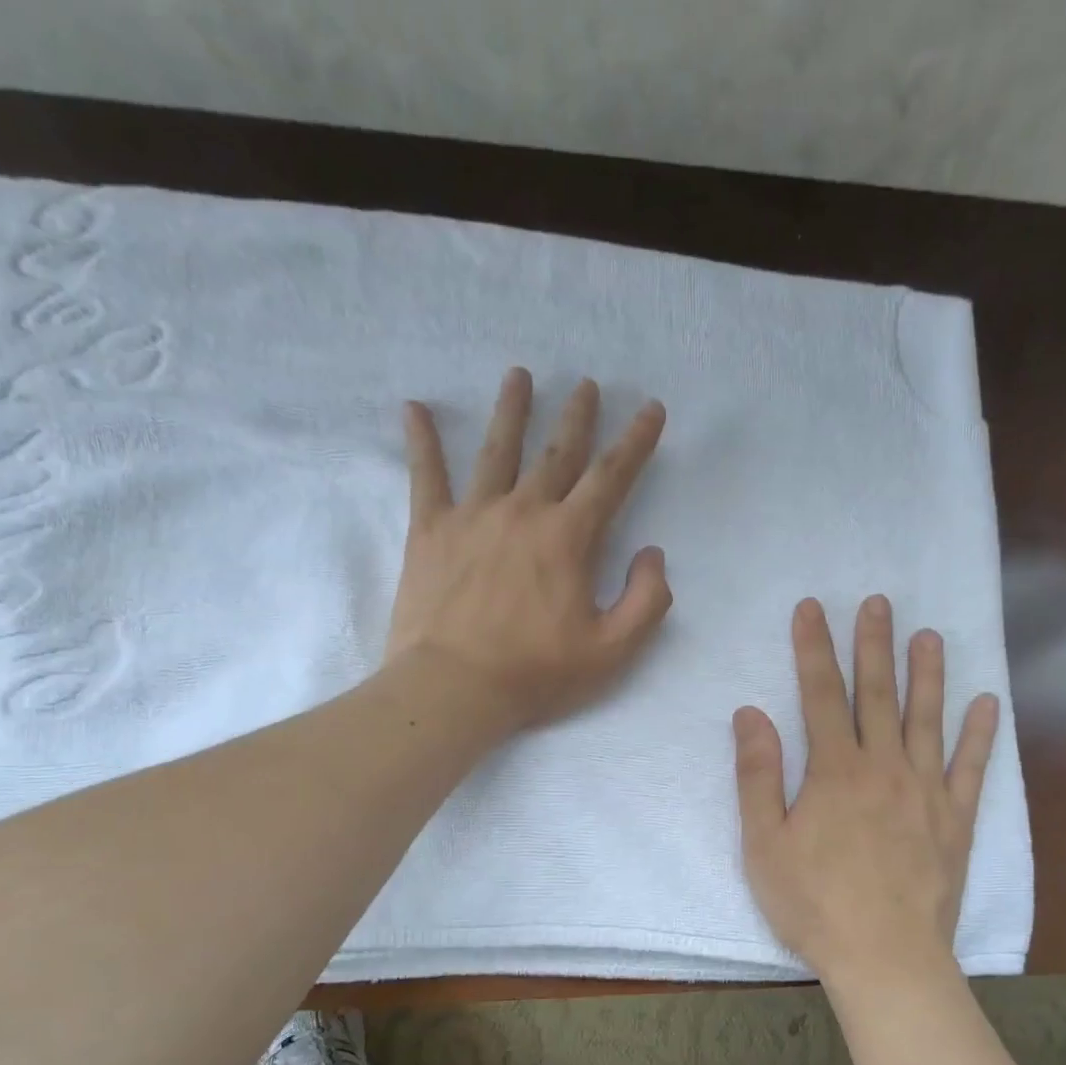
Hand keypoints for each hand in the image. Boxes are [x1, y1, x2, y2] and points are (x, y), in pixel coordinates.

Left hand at [386, 368, 671, 731]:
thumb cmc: (537, 673)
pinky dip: (421, 441)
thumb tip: (652, 554)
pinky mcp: (430, 531)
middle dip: (577, 415)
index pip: (611, 477)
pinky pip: (425, 476)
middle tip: (586, 383)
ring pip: (497, 451)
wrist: (455, 688)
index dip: (636, 441)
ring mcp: (473, 516)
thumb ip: (647, 600)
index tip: (650, 408)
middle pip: (556, 452)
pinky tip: (414, 409)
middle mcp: (523, 512)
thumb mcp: (613, 650)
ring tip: (519, 375)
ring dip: (511, 410)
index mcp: (569, 538)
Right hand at [734, 596, 999, 986]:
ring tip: (929, 635)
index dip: (814, 648)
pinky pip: (971, 767)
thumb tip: (751, 713)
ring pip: (926, 719)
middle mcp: (883, 767)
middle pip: (877, 694)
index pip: (820, 695)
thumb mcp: (763, 844)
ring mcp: (926, 791)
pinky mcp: (956, 820)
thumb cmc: (814, 903)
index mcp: (834, 771)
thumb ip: (757, 775)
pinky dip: (980, 734)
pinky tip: (986, 703)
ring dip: (927, 674)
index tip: (812, 608)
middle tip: (879, 602)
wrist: (885, 957)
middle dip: (874, 645)